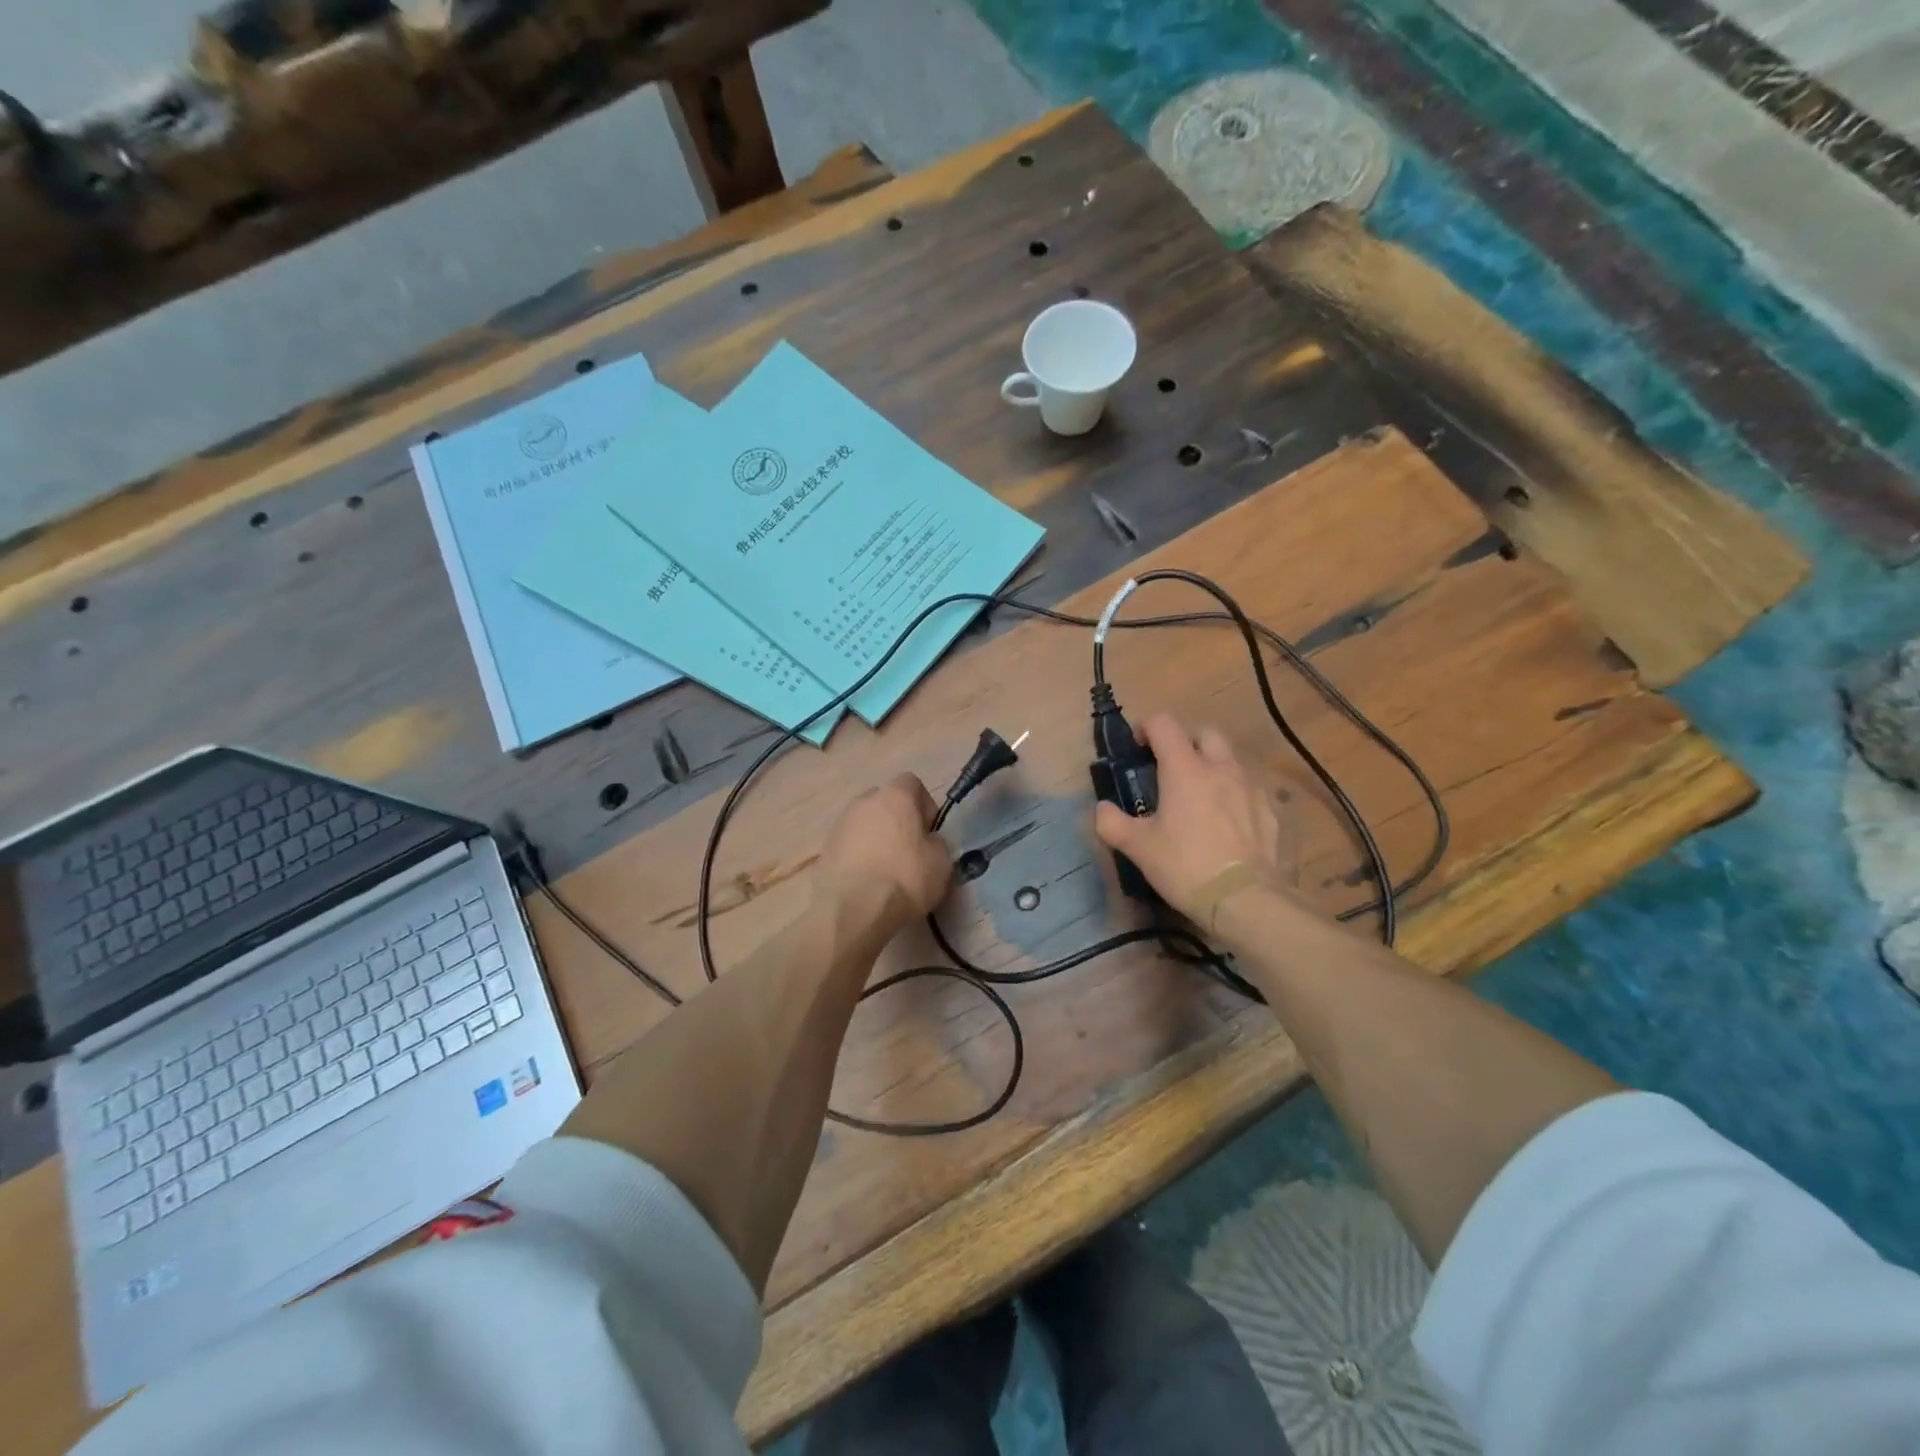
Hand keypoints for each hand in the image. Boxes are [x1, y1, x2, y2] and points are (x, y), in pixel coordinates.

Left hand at [817, 773, 952, 930]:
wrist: (854, 911)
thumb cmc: (905, 879)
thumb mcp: (941, 862)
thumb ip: (936, 842)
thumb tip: (927, 841)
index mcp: (895, 796)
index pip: (912, 782)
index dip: (924, 804)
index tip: (929, 830)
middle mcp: (864, 802)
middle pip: (884, 801)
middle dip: (896, 818)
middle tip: (908, 848)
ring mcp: (840, 824)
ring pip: (864, 822)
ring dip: (875, 837)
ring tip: (885, 868)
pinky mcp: (824, 849)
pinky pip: (848, 844)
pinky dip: (858, 855)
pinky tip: (866, 880)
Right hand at [1093, 713, 1294, 923]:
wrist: (1245, 900)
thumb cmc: (1185, 866)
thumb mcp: (1138, 848)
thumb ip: (1112, 822)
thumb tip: (1102, 809)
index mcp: (1185, 769)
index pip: (1163, 724)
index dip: (1146, 727)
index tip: (1137, 747)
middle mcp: (1220, 768)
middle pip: (1205, 733)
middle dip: (1186, 742)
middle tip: (1171, 769)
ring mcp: (1250, 788)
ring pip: (1230, 761)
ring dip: (1212, 768)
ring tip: (1199, 799)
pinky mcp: (1270, 812)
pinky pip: (1249, 790)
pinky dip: (1234, 795)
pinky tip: (1227, 824)